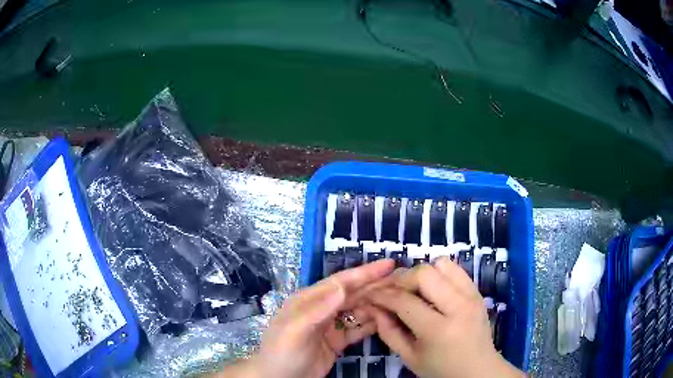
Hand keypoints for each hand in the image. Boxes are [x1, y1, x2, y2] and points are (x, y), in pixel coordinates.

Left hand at [216, 259, 394, 377]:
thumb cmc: (282, 352)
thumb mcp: (294, 331)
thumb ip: (317, 310)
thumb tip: (342, 287)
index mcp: (309, 300)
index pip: (341, 282)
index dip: (364, 273)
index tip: (389, 264)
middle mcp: (322, 309)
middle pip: (353, 294)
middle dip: (376, 286)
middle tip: (403, 280)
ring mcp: (330, 326)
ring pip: (358, 310)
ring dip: (378, 303)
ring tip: (401, 297)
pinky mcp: (337, 341)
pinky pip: (358, 329)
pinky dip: (373, 323)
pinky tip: (388, 319)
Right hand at [366, 257, 523, 377]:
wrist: (479, 370)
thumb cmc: (441, 370)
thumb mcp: (409, 357)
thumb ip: (388, 332)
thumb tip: (374, 307)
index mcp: (438, 330)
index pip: (404, 301)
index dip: (381, 295)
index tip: (369, 294)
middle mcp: (458, 306)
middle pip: (423, 273)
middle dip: (400, 279)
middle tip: (391, 292)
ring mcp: (472, 295)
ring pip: (441, 264)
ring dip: (421, 274)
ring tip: (413, 290)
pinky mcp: (477, 291)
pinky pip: (455, 268)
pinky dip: (438, 273)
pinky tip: (431, 290)